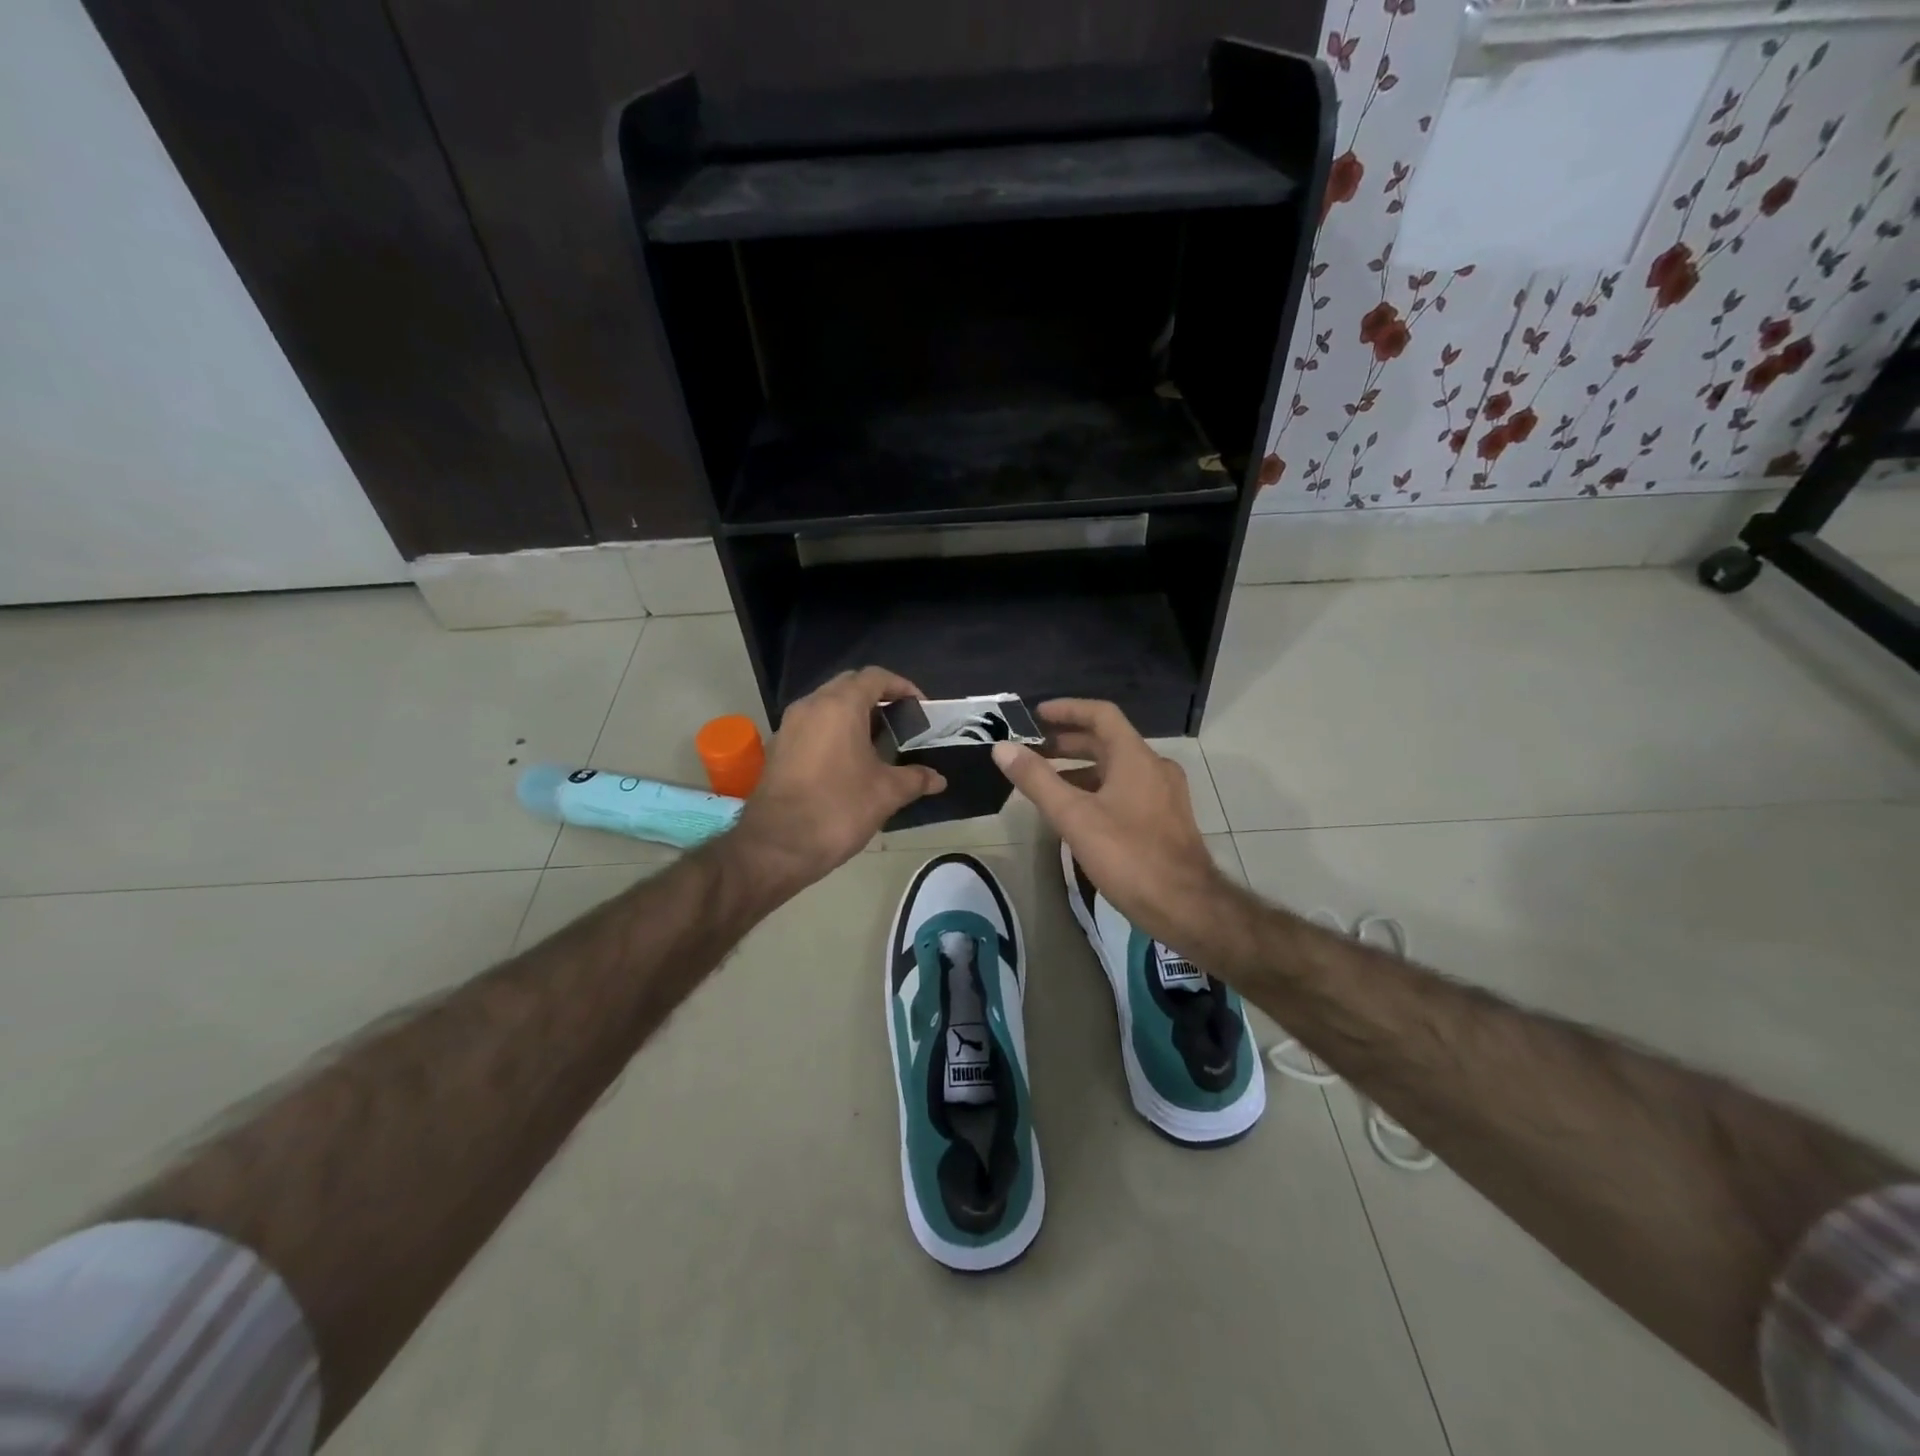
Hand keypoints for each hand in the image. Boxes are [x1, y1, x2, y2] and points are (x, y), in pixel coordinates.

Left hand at [730, 667, 945, 894]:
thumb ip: (915, 779)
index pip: (875, 677)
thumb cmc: (838, 809)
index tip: (920, 708)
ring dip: (854, 716)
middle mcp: (811, 706)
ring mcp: (789, 726)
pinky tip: (849, 762)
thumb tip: (938, 779)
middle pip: (849, 686)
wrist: (776, 845)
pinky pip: (812, 726)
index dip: (902, 687)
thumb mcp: (886, 793)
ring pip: (827, 706)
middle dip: (877, 699)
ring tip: (878, 744)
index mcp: (840, 706)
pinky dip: (834, 732)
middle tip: (901, 724)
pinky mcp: (778, 748)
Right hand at [991, 699, 1238, 958]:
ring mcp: (1164, 794)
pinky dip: (1098, 789)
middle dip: (1068, 742)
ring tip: (1046, 781)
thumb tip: (1003, 748)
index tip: (1036, 715)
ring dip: (1081, 768)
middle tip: (1032, 750)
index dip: (1067, 709)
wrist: (1185, 906)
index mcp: (1135, 757)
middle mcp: (1154, 767)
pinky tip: (1077, 812)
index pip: (1101, 715)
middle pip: (1107, 741)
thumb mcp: (1074, 816)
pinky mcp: (1165, 819)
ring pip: (1117, 768)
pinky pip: (1126, 790)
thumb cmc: (1128, 855)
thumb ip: (1037, 780)